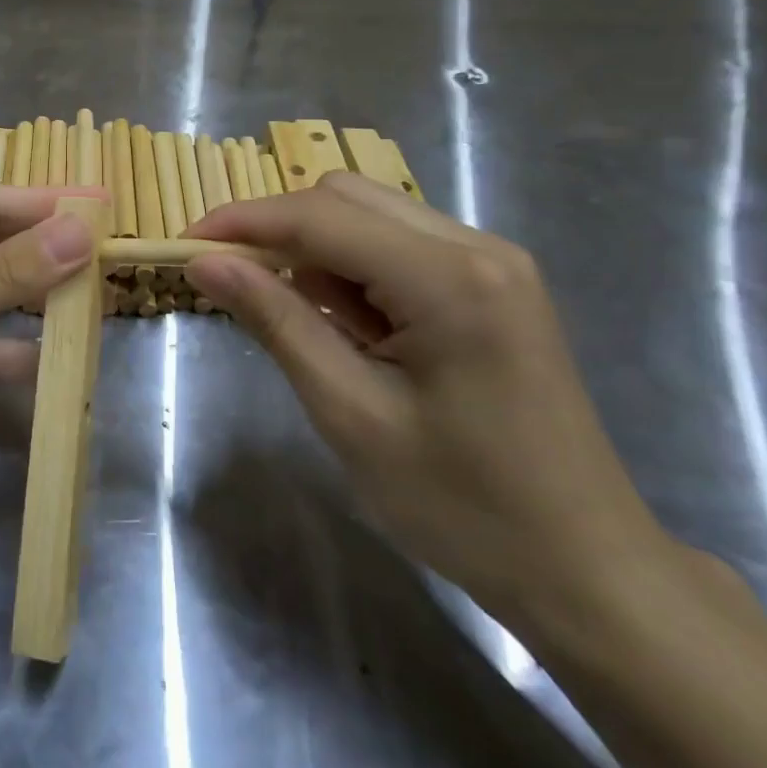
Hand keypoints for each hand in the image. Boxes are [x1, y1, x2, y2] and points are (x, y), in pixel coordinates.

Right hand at [184, 171, 672, 629]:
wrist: (584, 568)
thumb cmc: (462, 505)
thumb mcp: (350, 414)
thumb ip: (277, 321)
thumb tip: (205, 263)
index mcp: (451, 278)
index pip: (320, 218)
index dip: (242, 223)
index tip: (182, 245)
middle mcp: (478, 247)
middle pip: (347, 199)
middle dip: (278, 231)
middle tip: (233, 287)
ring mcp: (493, 264)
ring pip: (371, 218)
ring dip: (315, 254)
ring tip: (300, 324)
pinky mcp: (493, 286)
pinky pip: (399, 249)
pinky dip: (353, 272)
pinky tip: (348, 328)